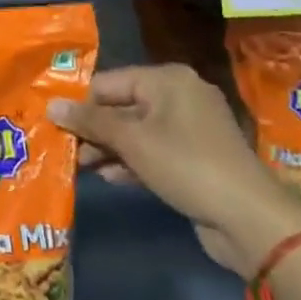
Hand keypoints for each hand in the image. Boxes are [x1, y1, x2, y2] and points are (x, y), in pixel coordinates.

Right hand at [49, 65, 300, 278]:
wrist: (249, 219)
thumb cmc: (185, 164)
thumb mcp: (131, 140)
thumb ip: (89, 121)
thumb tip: (51, 105)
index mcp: (167, 80)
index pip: (108, 82)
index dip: (79, 103)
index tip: (52, 123)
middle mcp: (179, 96)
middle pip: (121, 106)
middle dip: (92, 129)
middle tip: (62, 148)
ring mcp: (189, 129)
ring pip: (135, 132)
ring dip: (107, 149)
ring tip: (78, 166)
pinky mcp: (194, 158)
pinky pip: (152, 151)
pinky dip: (129, 162)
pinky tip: (106, 177)